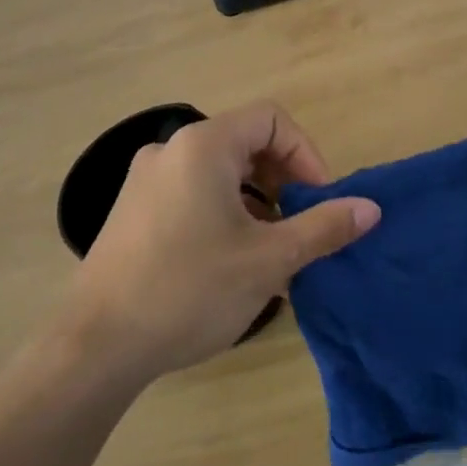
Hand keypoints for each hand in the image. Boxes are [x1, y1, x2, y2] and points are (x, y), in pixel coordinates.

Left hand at [67, 102, 379, 381]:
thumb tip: (370, 208)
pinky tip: (233, 262)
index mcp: (203, 146)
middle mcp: (170, 150)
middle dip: (283, 180)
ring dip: (256, 201)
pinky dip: (224, 213)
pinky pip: (193, 194)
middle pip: (245, 143)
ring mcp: (145, 181)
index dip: (306, 153)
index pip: (271, 119)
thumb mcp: (268, 260)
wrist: (96, 346)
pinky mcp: (133, 211)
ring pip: (219, 173)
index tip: (319, 200)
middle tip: (300, 226)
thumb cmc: (189, 290)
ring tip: (271, 251)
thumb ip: (323, 228)